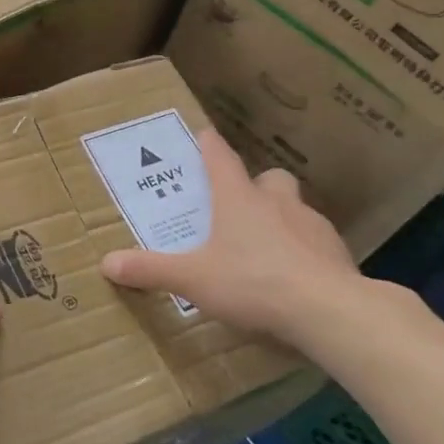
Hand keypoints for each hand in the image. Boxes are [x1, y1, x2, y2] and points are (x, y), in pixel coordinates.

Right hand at [98, 130, 373, 346]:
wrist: (330, 310)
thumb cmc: (253, 282)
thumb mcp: (193, 279)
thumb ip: (151, 270)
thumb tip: (106, 263)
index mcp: (238, 198)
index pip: (220, 158)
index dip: (210, 145)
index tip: (205, 133)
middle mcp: (276, 202)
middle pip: (269, 178)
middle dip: (256, 185)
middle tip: (241, 204)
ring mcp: (312, 225)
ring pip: (296, 208)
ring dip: (282, 218)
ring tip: (267, 247)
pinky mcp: (337, 253)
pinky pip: (317, 243)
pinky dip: (305, 251)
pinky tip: (296, 277)